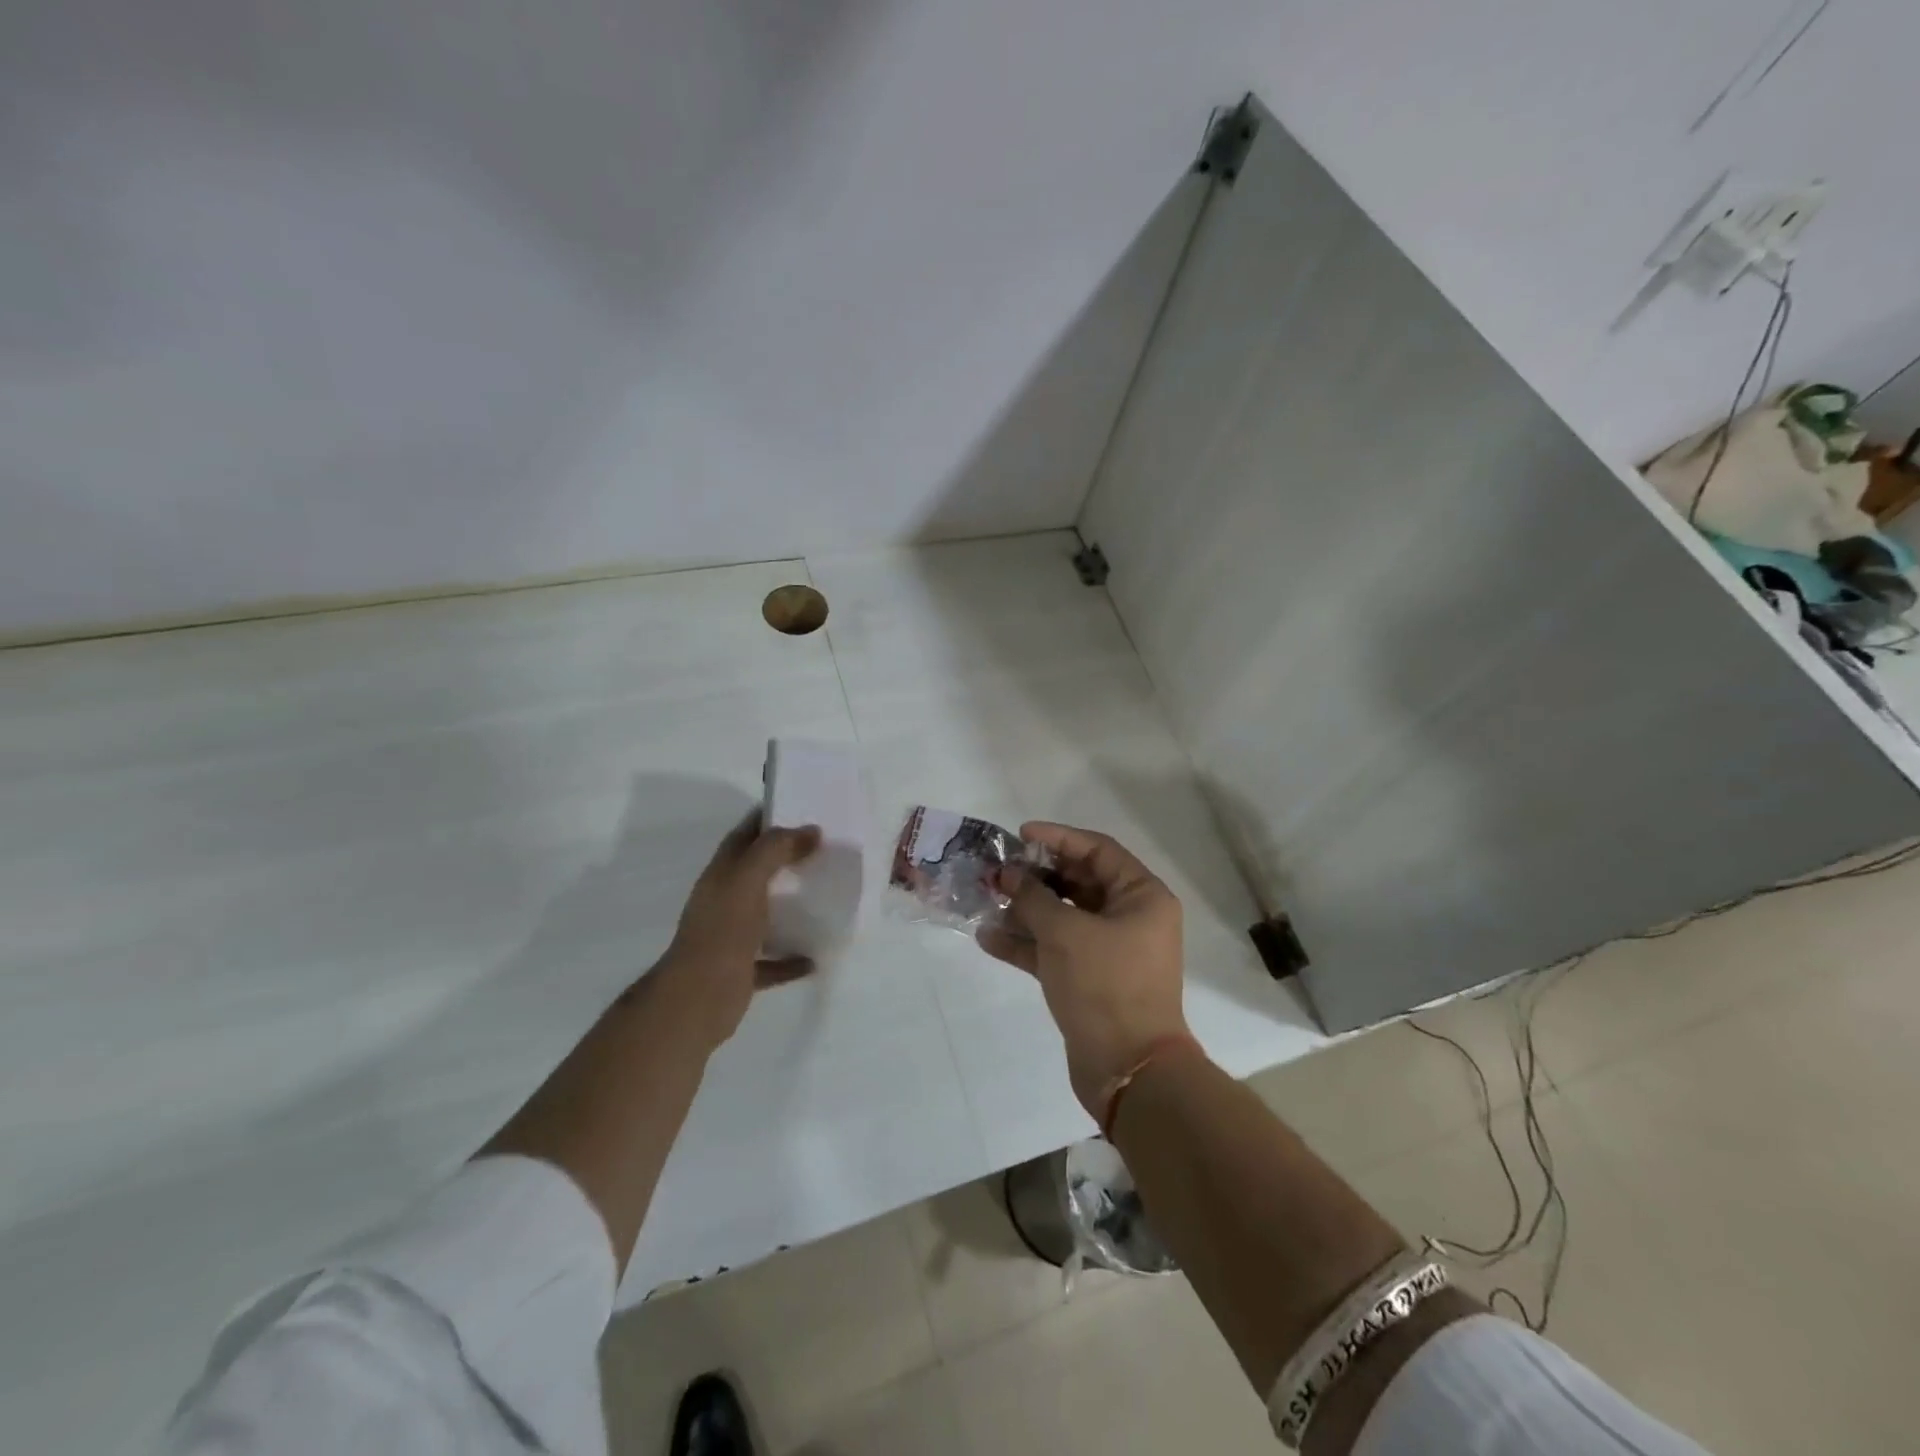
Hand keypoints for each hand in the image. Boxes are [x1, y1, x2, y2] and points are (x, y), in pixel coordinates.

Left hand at [655, 813, 820, 1048]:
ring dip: (791, 906)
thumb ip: (777, 849)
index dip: (768, 819)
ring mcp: (732, 937)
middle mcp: (724, 902)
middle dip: (787, 859)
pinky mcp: (742, 970)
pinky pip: (773, 960)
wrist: (698, 999)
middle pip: (757, 872)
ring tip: (826, 896)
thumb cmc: (723, 930)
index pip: (744, 835)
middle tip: (825, 849)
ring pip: (765, 914)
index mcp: (721, 875)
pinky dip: (792, 957)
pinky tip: (816, 956)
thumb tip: (811, 830)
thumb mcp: (748, 878)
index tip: (802, 808)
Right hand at [976, 821, 1189, 1116]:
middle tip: (997, 871)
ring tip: (984, 900)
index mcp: (1141, 897)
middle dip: (1035, 876)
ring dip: (1025, 910)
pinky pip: (1055, 950)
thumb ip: (1033, 896)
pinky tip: (987, 938)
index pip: (1097, 850)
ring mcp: (1110, 951)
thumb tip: (1008, 874)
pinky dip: (1026, 944)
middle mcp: (1130, 918)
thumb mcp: (1065, 932)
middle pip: (1078, 882)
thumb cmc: (1105, 985)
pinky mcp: (1089, 979)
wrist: (1128, 1070)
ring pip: (1063, 917)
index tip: (1020, 834)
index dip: (1058, 838)